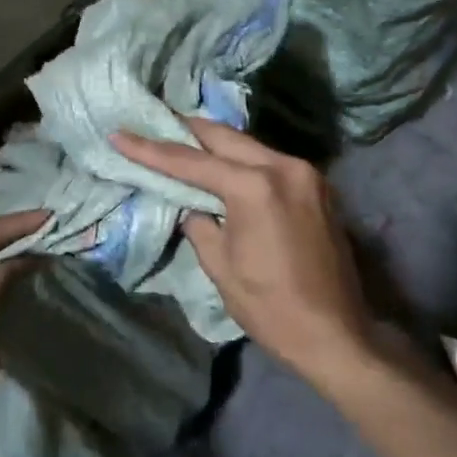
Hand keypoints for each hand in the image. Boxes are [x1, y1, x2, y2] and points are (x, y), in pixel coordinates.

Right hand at [111, 119, 374, 390]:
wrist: (336, 335)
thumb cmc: (271, 307)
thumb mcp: (221, 266)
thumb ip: (200, 224)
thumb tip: (192, 206)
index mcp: (255, 187)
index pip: (191, 162)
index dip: (151, 150)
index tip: (120, 134)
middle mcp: (284, 166)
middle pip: (224, 137)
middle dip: (186, 130)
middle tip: (153, 121)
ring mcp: (306, 173)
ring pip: (249, 145)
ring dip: (215, 142)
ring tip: (182, 136)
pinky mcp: (317, 186)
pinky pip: (270, 161)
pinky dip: (242, 159)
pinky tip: (223, 162)